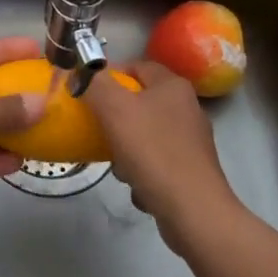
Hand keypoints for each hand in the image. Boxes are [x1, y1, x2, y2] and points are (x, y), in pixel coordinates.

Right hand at [85, 59, 238, 246]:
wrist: (193, 210)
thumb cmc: (152, 151)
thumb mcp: (114, 109)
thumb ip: (95, 83)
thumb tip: (84, 72)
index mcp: (173, 86)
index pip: (137, 66)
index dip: (110, 75)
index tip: (88, 92)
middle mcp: (187, 108)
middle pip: (139, 103)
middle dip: (115, 119)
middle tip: (99, 131)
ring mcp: (191, 141)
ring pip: (145, 135)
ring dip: (126, 150)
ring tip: (119, 166)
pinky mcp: (192, 170)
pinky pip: (157, 162)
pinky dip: (143, 172)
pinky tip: (138, 186)